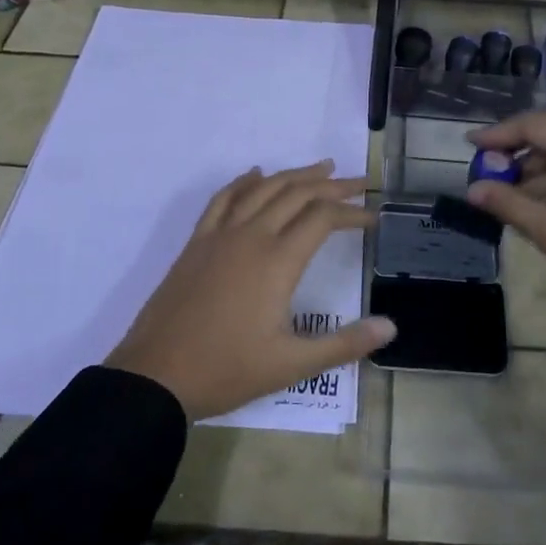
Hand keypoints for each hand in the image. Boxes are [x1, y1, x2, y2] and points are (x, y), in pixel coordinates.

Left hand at [106, 161, 394, 420]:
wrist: (155, 376)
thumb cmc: (226, 370)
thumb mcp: (291, 365)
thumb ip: (344, 344)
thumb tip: (391, 328)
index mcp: (278, 261)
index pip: (323, 218)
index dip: (352, 212)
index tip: (373, 217)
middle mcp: (252, 236)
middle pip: (298, 194)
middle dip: (333, 185)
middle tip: (360, 183)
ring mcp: (221, 235)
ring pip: (264, 189)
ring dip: (295, 175)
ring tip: (321, 168)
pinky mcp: (197, 242)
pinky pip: (223, 199)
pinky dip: (244, 181)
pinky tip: (255, 175)